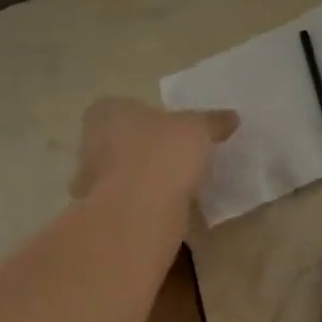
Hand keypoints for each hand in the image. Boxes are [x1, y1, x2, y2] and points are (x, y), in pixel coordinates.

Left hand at [69, 97, 238, 206]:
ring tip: (177, 186)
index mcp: (106, 111)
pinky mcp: (98, 215)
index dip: (150, 117)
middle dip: (144, 149)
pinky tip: (167, 210)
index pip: (125, 106)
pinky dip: (143, 206)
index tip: (174, 130)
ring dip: (143, 180)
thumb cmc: (161, 154)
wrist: (137, 214)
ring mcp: (90, 181)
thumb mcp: (197, 130)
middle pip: (121, 140)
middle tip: (177, 157)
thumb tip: (231, 117)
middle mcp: (90, 142)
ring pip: (122, 174)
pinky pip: (126, 203)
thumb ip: (212, 122)